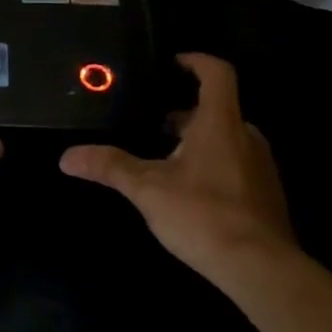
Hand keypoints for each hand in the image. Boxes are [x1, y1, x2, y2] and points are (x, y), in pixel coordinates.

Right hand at [60, 54, 296, 294]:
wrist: (261, 269)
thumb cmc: (203, 215)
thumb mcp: (147, 189)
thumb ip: (110, 167)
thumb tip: (66, 156)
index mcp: (220, 123)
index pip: (217, 74)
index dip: (196, 61)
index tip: (174, 63)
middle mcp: (246, 137)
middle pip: (218, 108)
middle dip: (185, 112)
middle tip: (153, 123)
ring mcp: (260, 166)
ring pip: (227, 138)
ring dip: (198, 140)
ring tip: (165, 159)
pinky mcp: (265, 194)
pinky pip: (237, 164)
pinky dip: (213, 164)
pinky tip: (190, 192)